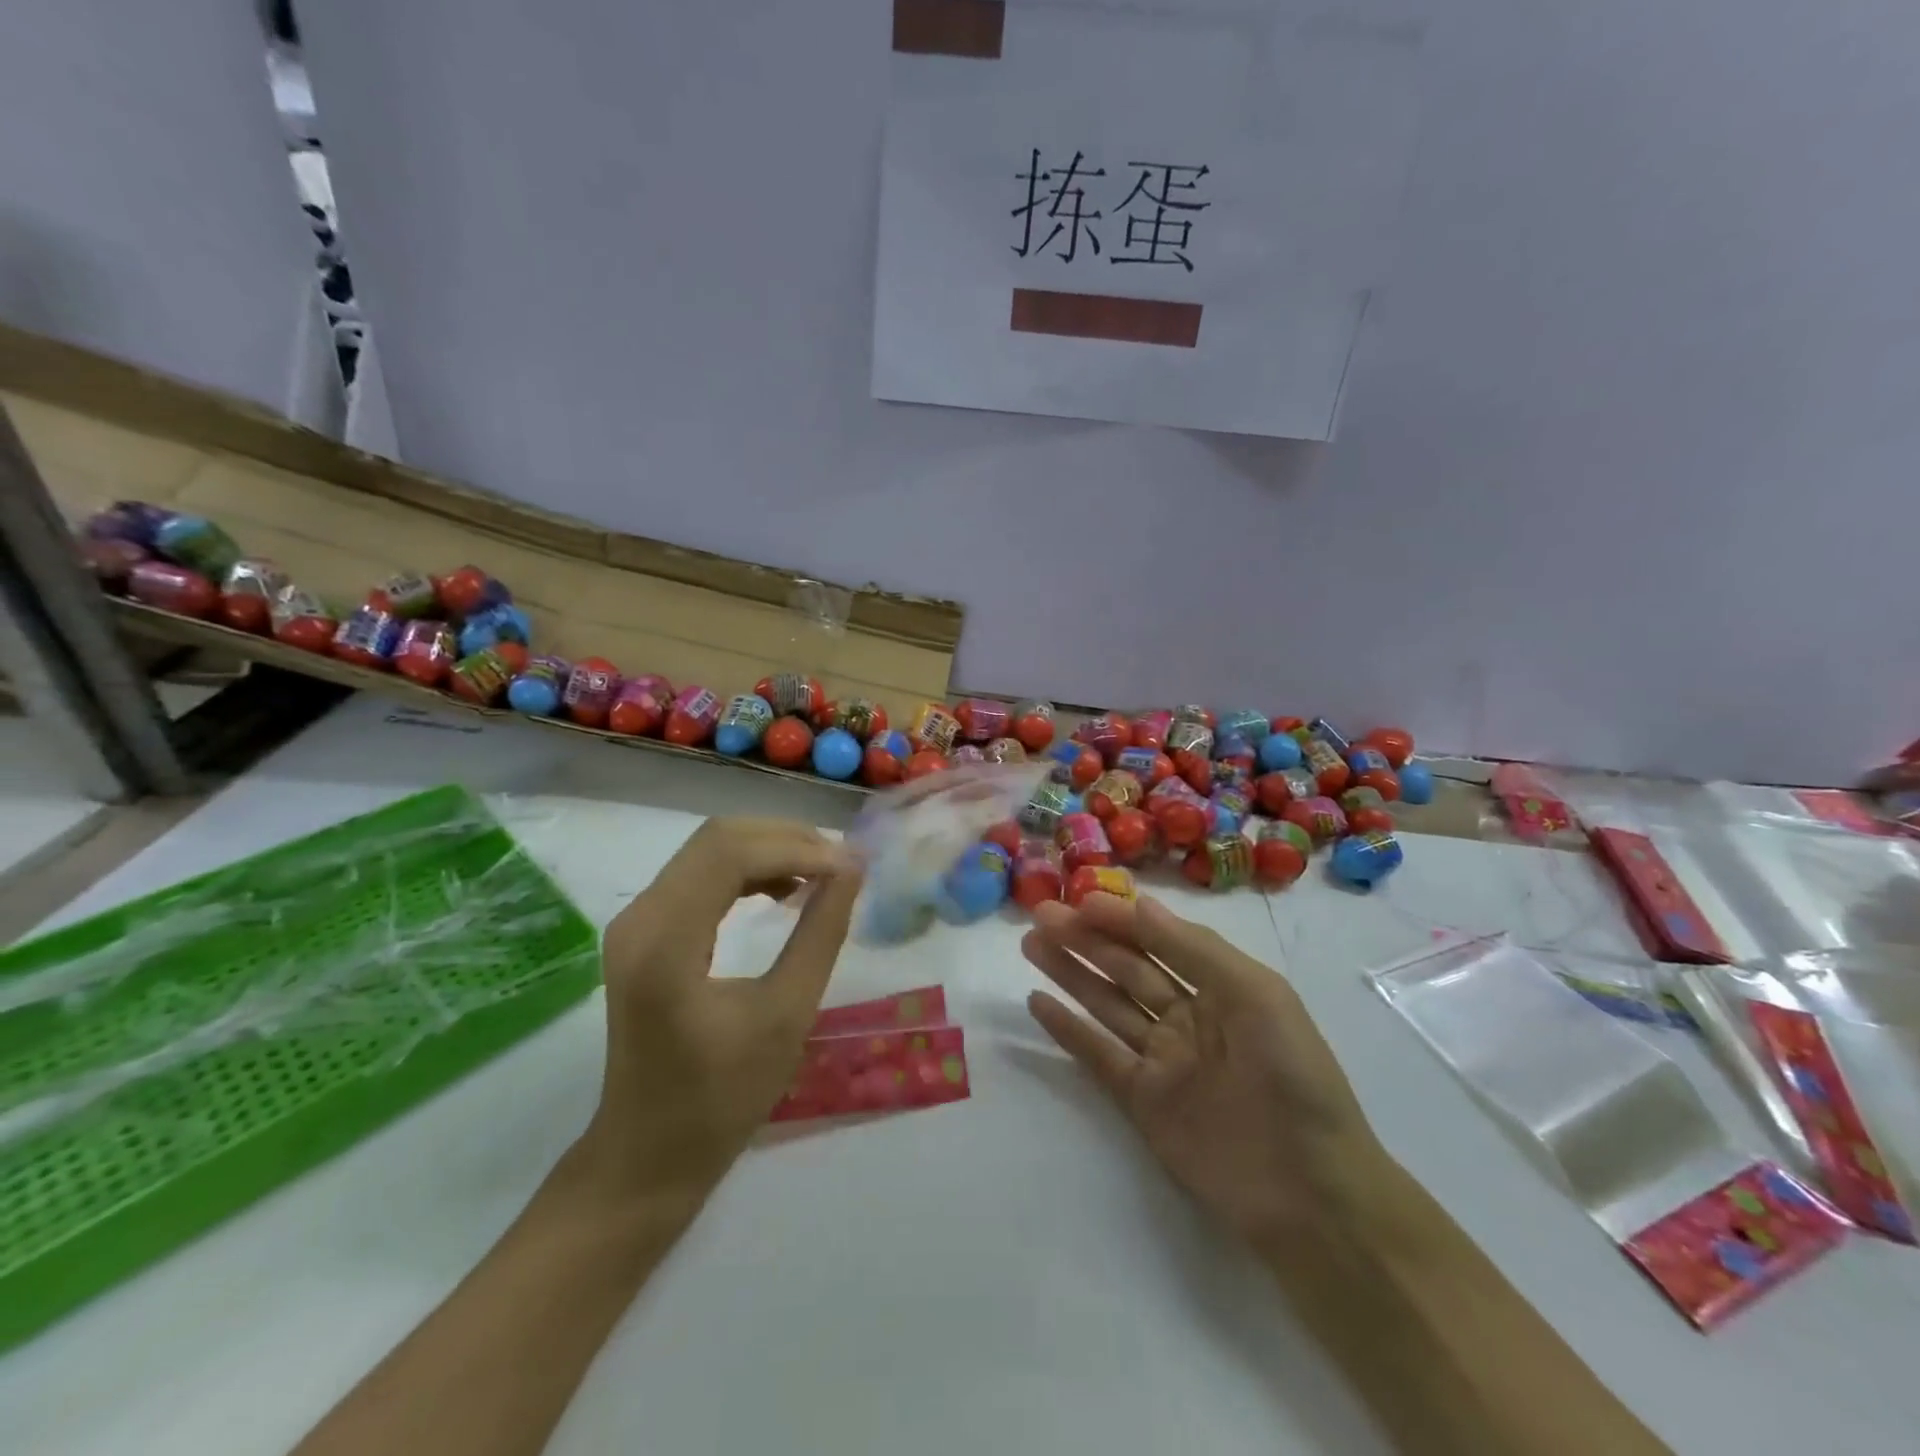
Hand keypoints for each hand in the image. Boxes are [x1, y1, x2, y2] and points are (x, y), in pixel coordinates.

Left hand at [576, 818, 862, 1208]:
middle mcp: (640, 916)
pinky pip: (700, 875)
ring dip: (769, 851)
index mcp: (664, 941)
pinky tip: (785, 890)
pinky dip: (748, 871)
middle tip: (842, 865)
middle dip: (786, 840)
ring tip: (822, 874)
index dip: (798, 849)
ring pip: (709, 850)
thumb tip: (853, 869)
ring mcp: (636, 921)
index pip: (732, 854)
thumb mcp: (786, 1015)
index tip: (852, 868)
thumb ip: (821, 933)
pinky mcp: (644, 931)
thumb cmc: (721, 1098)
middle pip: (718, 839)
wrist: (648, 1155)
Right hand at [1023, 893, 1389, 1254]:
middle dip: (1086, 938)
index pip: (1162, 940)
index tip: (1080, 899)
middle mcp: (1189, 1016)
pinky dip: (1067, 1029)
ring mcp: (1163, 1059)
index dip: (1122, 919)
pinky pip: (1098, 1055)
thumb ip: (1195, 949)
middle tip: (1040, 913)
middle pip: (1127, 967)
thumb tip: (1140, 906)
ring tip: (1031, 943)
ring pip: (1107, 1003)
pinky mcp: (1141, 1101)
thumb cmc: (1292, 1077)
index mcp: (1222, 987)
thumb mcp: (1256, 996)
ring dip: (1070, 972)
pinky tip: (1037, 1002)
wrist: (1310, 1194)